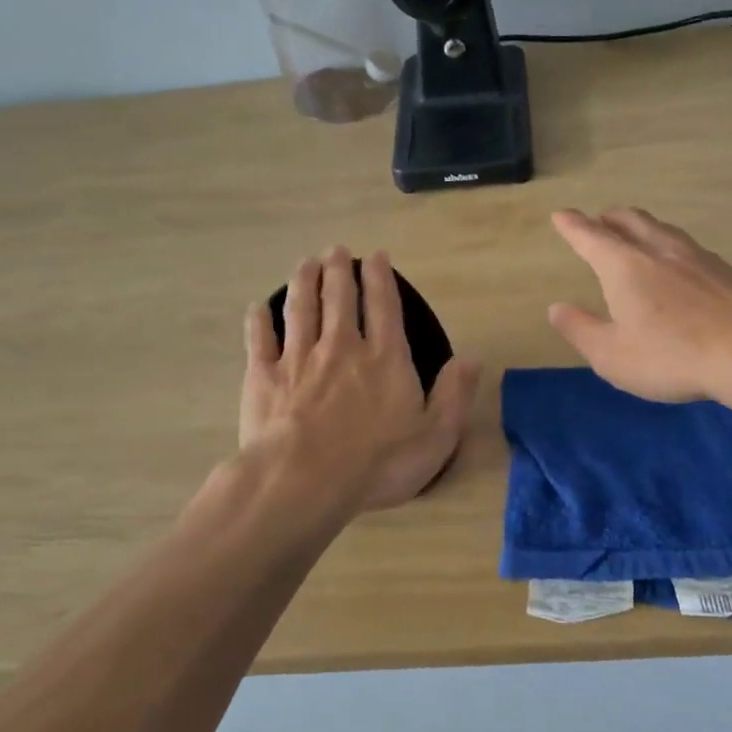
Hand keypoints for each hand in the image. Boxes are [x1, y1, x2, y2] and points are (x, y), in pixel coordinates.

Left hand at [241, 247, 479, 511]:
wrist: (306, 481)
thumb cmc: (378, 464)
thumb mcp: (435, 436)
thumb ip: (454, 394)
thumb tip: (473, 357)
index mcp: (384, 359)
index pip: (384, 307)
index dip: (381, 279)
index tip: (376, 257)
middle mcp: (341, 348)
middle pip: (339, 298)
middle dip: (338, 270)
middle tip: (335, 250)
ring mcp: (298, 359)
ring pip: (300, 309)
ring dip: (303, 283)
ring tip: (305, 263)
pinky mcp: (264, 378)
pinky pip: (260, 340)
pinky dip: (259, 321)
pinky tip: (258, 307)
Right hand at [547, 207, 731, 402]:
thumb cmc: (670, 357)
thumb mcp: (611, 355)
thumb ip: (580, 329)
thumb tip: (557, 308)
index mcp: (625, 266)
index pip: (591, 237)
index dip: (573, 226)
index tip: (561, 215)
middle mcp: (660, 251)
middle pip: (631, 221)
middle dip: (610, 218)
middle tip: (599, 220)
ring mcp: (698, 258)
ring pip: (663, 230)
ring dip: (643, 227)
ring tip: (637, 234)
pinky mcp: (727, 273)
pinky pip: (689, 248)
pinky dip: (671, 246)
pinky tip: (679, 264)